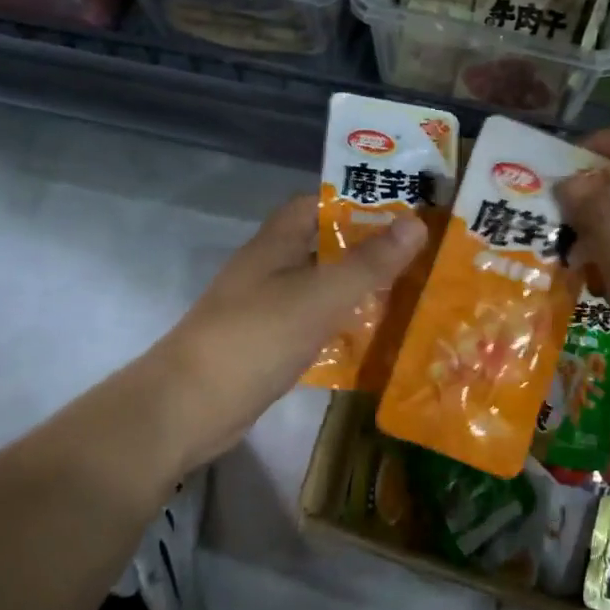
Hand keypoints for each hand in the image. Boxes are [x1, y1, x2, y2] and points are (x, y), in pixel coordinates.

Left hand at [151, 194, 427, 465]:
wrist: (190, 407)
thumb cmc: (256, 337)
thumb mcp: (320, 295)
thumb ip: (369, 262)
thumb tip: (417, 223)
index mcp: (276, 244)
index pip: (316, 204)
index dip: (355, 202)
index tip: (400, 211)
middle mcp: (270, 269)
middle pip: (323, 247)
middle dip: (367, 249)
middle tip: (419, 256)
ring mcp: (268, 309)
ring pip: (321, 288)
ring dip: (357, 290)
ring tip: (410, 293)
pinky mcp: (269, 345)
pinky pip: (314, 325)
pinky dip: (342, 327)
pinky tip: (375, 339)